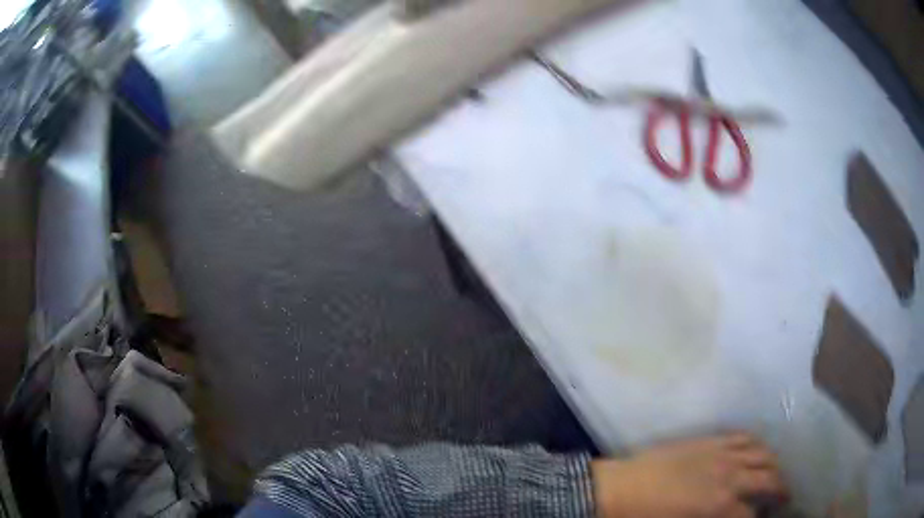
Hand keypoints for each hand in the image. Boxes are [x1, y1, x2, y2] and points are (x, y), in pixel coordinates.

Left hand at [591, 433, 788, 517]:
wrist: (620, 488)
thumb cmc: (646, 517)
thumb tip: (732, 516)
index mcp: (719, 504)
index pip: (750, 515)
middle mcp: (729, 475)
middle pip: (768, 478)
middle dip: (781, 488)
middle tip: (785, 496)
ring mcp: (722, 453)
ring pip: (762, 453)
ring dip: (773, 464)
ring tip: (777, 473)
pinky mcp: (711, 440)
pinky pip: (743, 437)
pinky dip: (756, 444)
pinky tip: (758, 451)